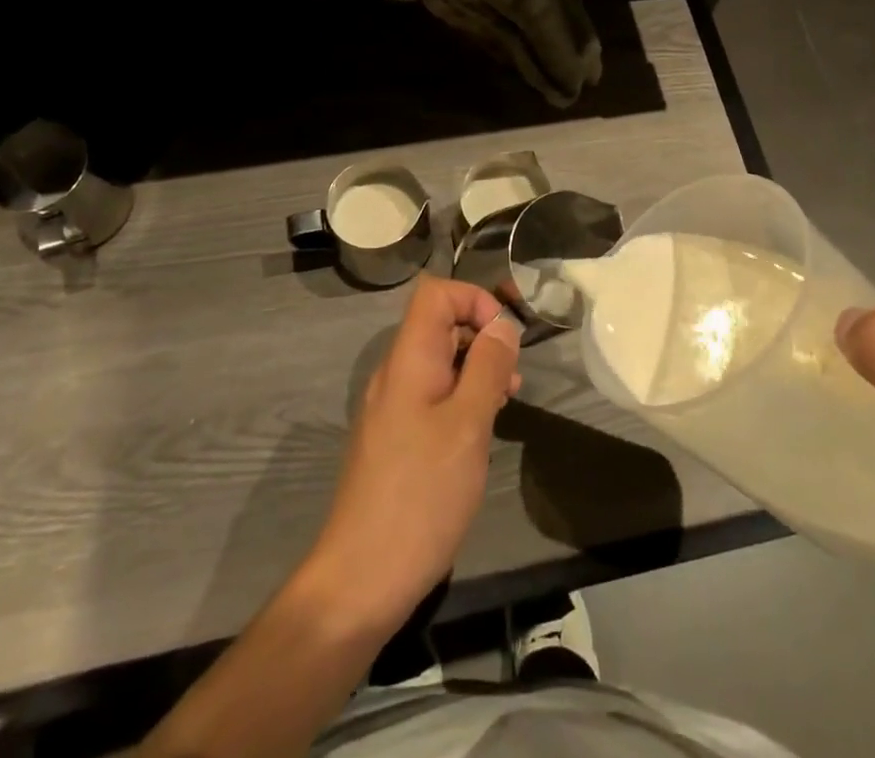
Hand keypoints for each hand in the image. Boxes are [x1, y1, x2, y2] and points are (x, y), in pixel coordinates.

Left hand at [305, 276, 521, 640]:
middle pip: (439, 325)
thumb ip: (487, 367)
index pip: (435, 293)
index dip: (474, 300)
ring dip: (475, 371)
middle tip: (512, 380)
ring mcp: (391, 408)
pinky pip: (431, 396)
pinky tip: (479, 434)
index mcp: (408, 359)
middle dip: (482, 338)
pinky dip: (461, 399)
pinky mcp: (394, 439)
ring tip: (504, 405)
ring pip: (439, 363)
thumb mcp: (468, 425)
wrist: (362, 580)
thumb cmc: (422, 495)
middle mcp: (395, 374)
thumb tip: (503, 325)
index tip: (504, 339)